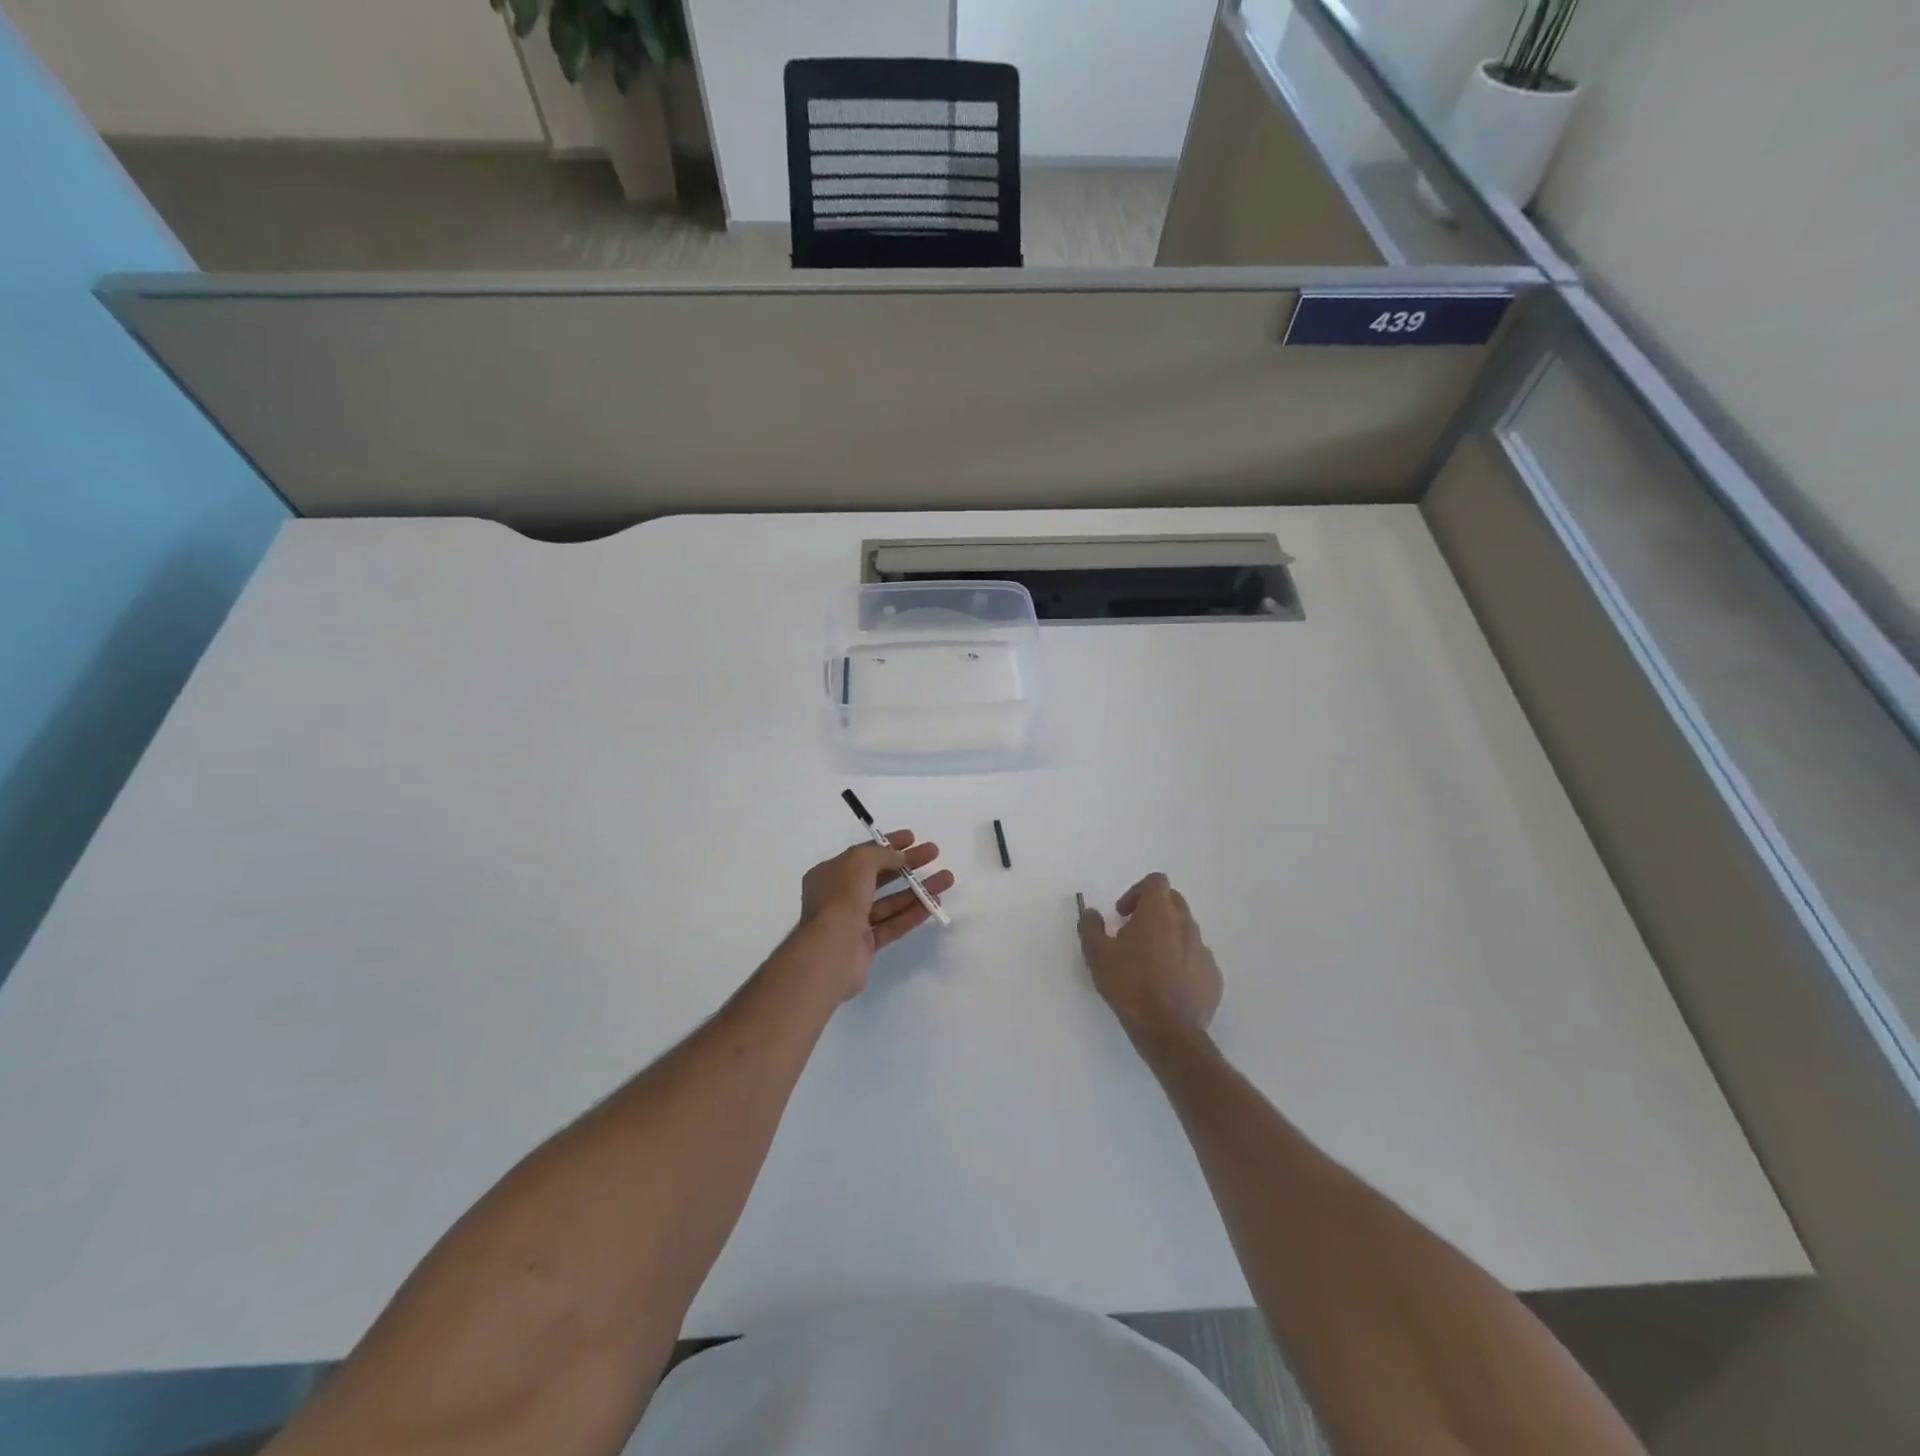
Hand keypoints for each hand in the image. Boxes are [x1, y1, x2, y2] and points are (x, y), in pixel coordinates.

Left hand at [793, 831, 953, 1001]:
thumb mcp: (859, 862)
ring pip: (890, 902)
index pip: (863, 854)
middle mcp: (839, 896)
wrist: (831, 952)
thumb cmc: (841, 898)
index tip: (913, 838)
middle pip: (879, 876)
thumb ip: (882, 855)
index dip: (888, 844)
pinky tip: (934, 904)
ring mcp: (852, 922)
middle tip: (934, 854)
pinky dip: (912, 914)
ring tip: (946, 879)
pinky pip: (892, 925)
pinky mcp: (865, 945)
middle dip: (907, 865)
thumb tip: (900, 857)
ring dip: (917, 890)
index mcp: (830, 874)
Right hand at [1078, 873, 1222, 1048]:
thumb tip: (1092, 913)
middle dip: (1153, 911)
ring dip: (1168, 937)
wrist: (1168, 1030)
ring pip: (1185, 931)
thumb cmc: (1129, 985)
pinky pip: (1196, 959)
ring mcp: (1203, 950)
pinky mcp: (1213, 976)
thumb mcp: (1096, 954)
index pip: (1156, 881)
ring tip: (1149, 964)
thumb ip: (1090, 927)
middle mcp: (1186, 924)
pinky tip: (1167, 985)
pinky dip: (1182, 963)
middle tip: (1133, 934)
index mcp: (1159, 912)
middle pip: (1173, 902)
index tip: (1123, 914)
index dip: (1137, 892)